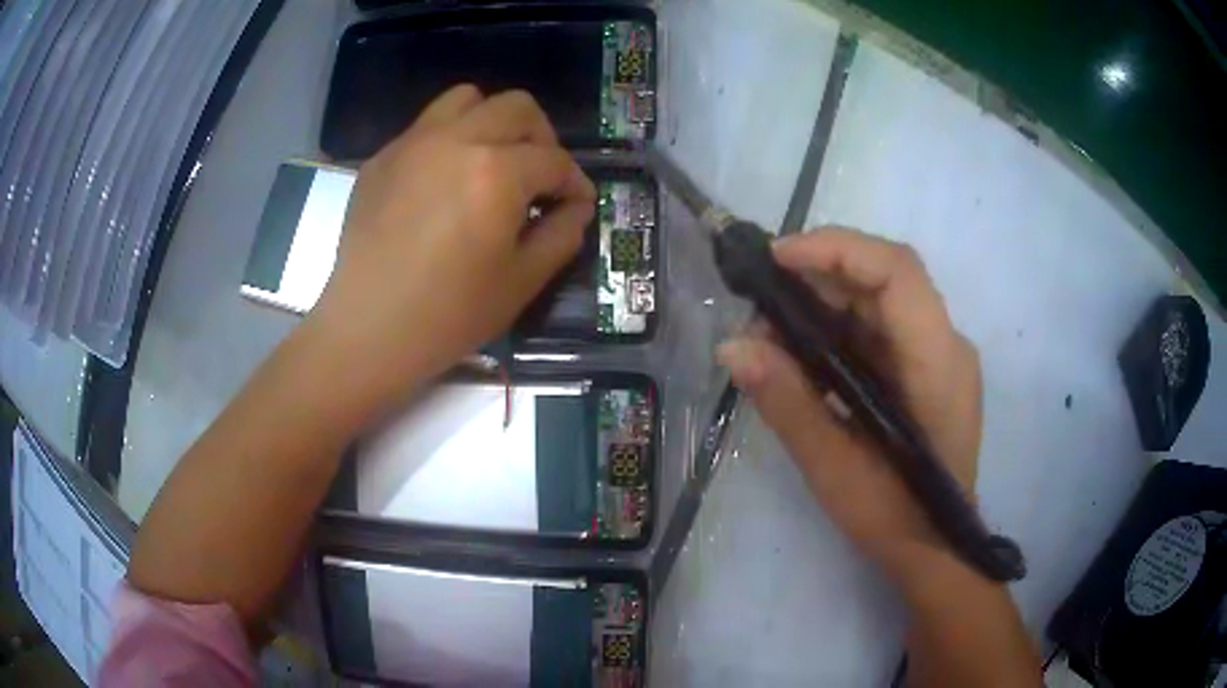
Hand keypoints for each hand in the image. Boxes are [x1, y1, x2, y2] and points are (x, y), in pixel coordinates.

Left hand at [311, 85, 595, 404]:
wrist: (367, 331)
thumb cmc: (448, 315)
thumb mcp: (521, 282)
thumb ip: (561, 234)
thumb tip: (577, 207)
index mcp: (496, 172)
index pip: (554, 160)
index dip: (575, 183)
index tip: (578, 205)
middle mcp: (456, 140)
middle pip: (517, 108)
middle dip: (542, 138)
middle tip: (540, 178)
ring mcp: (412, 144)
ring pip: (466, 100)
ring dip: (493, 122)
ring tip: (493, 162)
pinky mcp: (382, 159)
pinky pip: (426, 127)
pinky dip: (450, 139)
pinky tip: (445, 182)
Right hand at [717, 227, 982, 570]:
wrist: (936, 550)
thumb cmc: (893, 516)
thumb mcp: (833, 466)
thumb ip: (787, 401)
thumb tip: (732, 346)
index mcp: (937, 362)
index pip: (897, 272)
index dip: (838, 249)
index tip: (778, 258)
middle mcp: (948, 344)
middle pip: (886, 278)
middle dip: (820, 275)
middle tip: (762, 301)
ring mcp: (942, 356)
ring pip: (882, 300)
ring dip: (826, 301)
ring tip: (773, 329)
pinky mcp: (929, 370)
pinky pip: (884, 329)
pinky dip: (841, 327)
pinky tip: (806, 352)